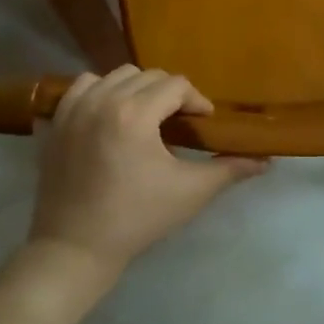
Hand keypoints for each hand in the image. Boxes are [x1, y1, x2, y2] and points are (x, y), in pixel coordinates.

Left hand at [29, 66, 267, 283]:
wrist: (75, 247)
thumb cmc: (137, 219)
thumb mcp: (189, 192)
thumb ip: (228, 169)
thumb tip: (265, 160)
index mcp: (135, 114)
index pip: (176, 85)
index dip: (196, 100)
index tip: (203, 122)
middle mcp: (103, 100)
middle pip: (148, 76)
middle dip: (169, 94)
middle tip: (178, 122)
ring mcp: (75, 108)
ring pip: (115, 76)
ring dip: (136, 89)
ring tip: (145, 116)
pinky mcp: (57, 120)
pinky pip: (83, 86)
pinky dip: (100, 90)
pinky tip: (110, 114)